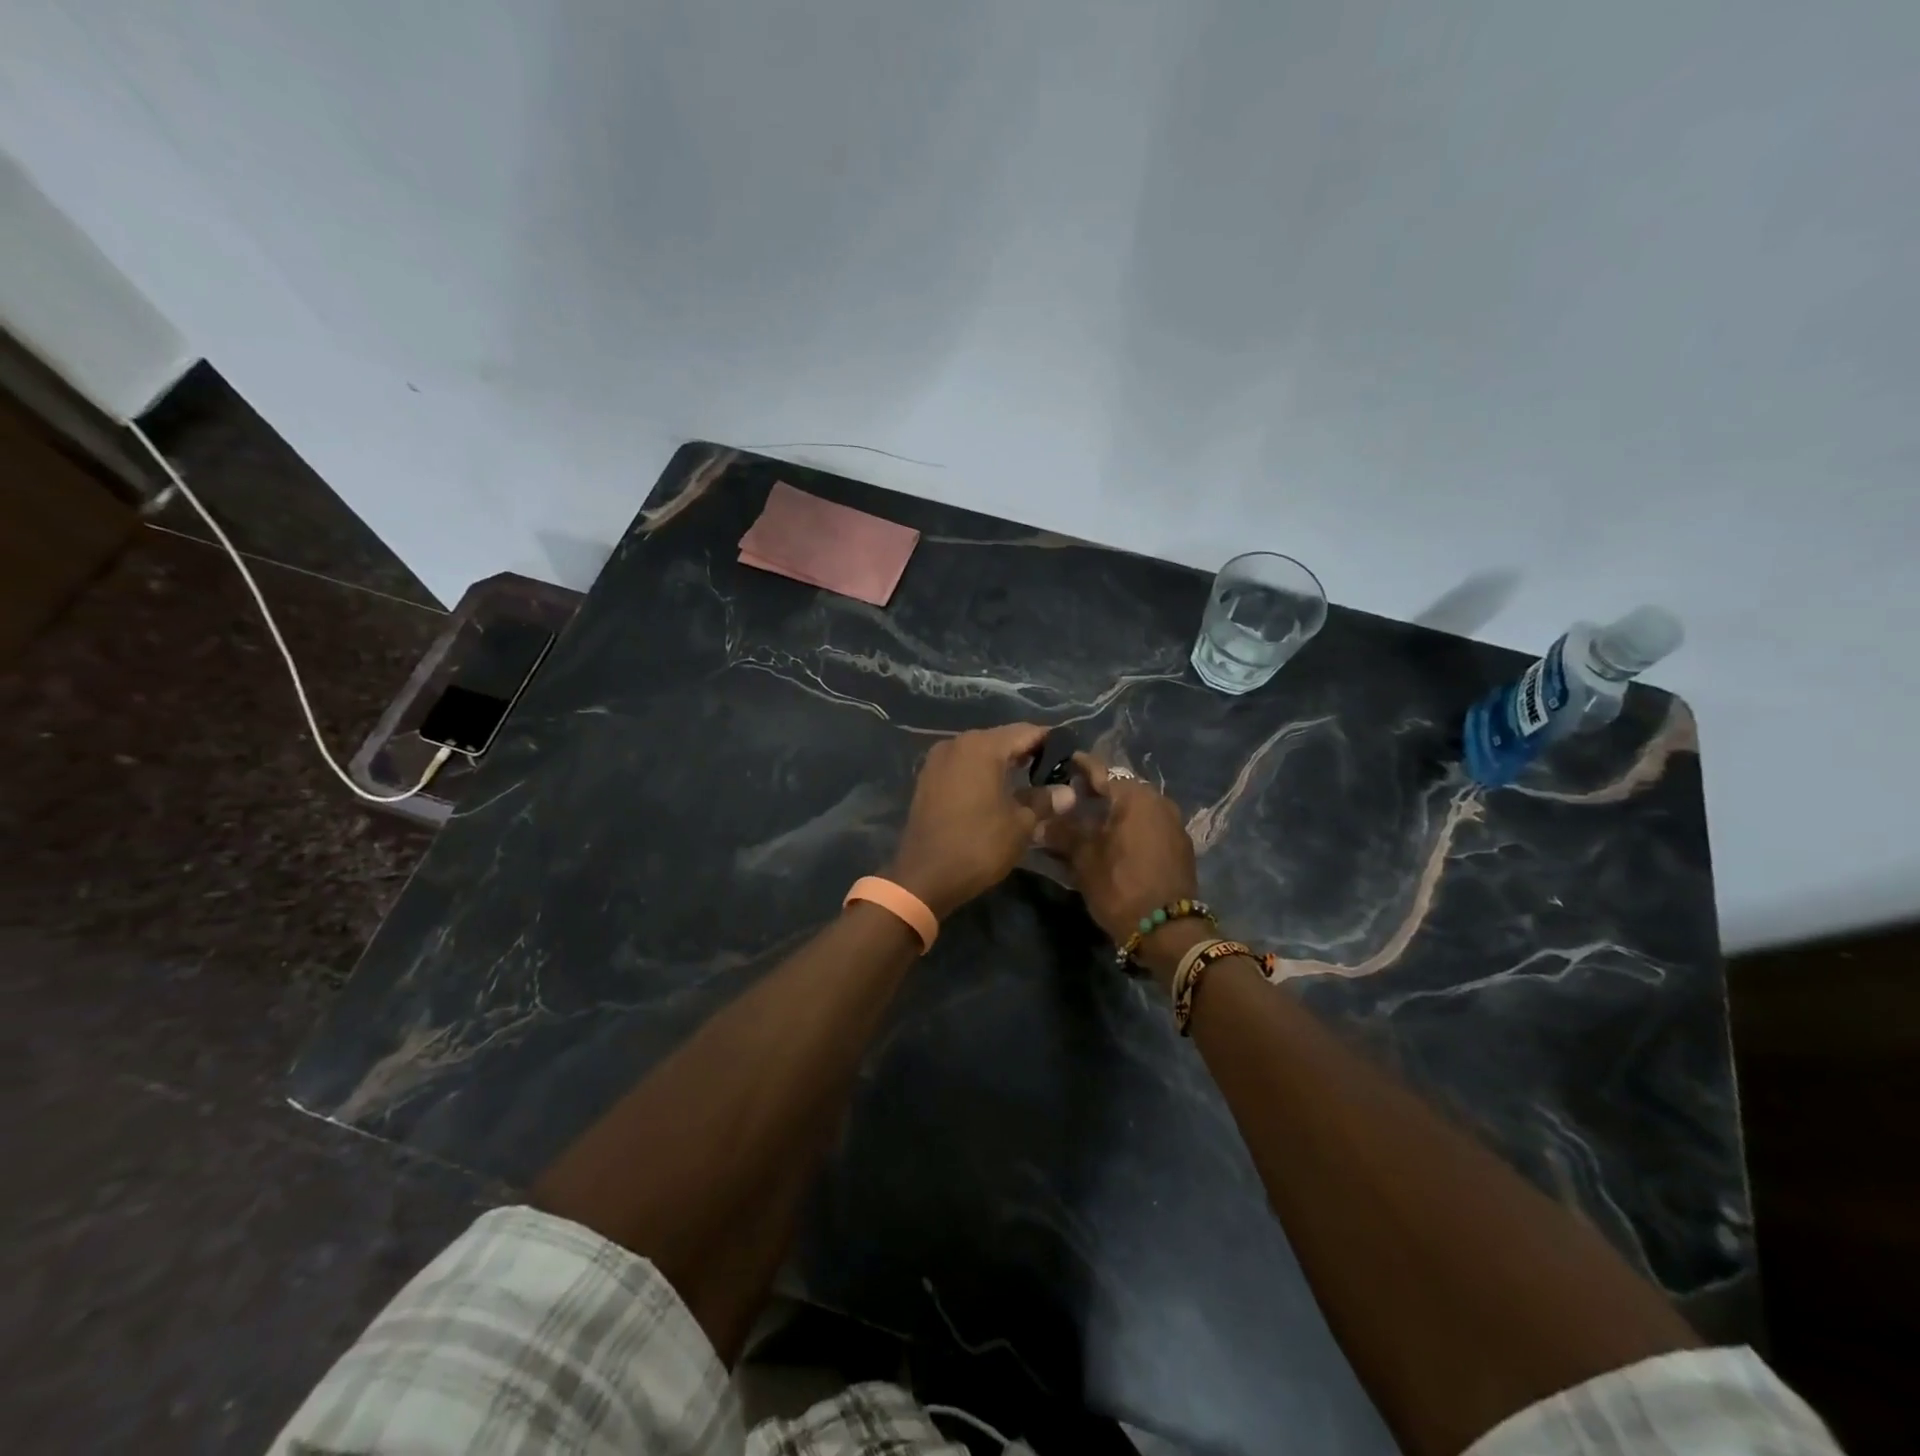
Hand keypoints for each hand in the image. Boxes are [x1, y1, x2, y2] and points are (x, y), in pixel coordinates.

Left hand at [885, 723, 1068, 919]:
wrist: (924, 876)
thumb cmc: (978, 845)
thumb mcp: (1020, 824)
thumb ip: (1044, 800)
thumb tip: (1068, 792)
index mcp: (982, 746)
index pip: (1027, 732)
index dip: (1051, 743)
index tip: (1070, 758)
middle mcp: (957, 743)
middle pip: (1002, 739)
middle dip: (1027, 752)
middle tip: (1052, 773)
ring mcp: (937, 760)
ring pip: (980, 752)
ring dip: (1003, 763)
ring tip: (1028, 783)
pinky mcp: (927, 778)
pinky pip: (962, 766)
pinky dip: (981, 773)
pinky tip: (996, 792)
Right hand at [1039, 754, 1202, 983]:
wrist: (1167, 930)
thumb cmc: (1120, 885)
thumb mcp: (1084, 858)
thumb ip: (1062, 832)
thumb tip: (1039, 821)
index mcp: (1135, 796)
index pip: (1101, 771)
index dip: (1080, 766)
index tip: (1064, 760)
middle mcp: (1158, 801)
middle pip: (1121, 787)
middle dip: (1096, 790)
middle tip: (1071, 794)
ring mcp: (1173, 823)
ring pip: (1135, 806)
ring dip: (1113, 809)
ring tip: (1088, 819)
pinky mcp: (1179, 845)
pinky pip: (1148, 824)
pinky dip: (1129, 825)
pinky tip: (1112, 838)